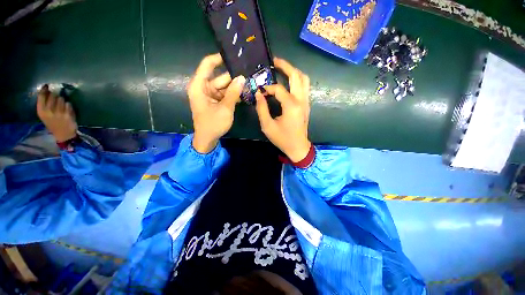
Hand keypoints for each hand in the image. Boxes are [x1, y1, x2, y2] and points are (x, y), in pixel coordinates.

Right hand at [37, 85, 77, 142]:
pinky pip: (69, 104)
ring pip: (61, 99)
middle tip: (56, 99)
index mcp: (41, 111)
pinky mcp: (68, 114)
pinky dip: (69, 106)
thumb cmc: (53, 123)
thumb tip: (47, 90)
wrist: (63, 134)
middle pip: (53, 95)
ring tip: (62, 107)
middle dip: (55, 95)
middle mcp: (49, 111)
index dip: (45, 89)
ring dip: (62, 101)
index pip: (41, 96)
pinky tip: (67, 110)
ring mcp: (59, 112)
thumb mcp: (44, 114)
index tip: (47, 86)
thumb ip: (44, 103)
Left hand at [187, 53, 244, 153]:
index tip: (233, 55)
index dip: (219, 58)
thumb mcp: (225, 108)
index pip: (208, 64)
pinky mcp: (215, 101)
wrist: (208, 139)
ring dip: (236, 86)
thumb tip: (242, 78)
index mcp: (199, 86)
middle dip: (234, 76)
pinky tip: (245, 93)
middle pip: (220, 77)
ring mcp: (210, 95)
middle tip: (249, 72)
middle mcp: (204, 87)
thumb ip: (233, 93)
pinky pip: (225, 94)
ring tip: (250, 82)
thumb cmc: (213, 124)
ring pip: (224, 86)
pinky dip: (233, 94)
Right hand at [255, 57, 310, 161]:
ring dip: (293, 71)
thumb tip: (258, 94)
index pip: (278, 89)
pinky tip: (288, 81)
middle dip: (285, 65)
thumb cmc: (282, 139)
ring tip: (282, 68)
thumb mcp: (268, 126)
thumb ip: (261, 108)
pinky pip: (304, 86)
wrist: (298, 147)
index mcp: (291, 106)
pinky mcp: (306, 104)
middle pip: (296, 75)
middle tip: (274, 61)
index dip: (267, 88)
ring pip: (303, 79)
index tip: (260, 92)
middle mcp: (301, 100)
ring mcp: (306, 101)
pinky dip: (297, 80)